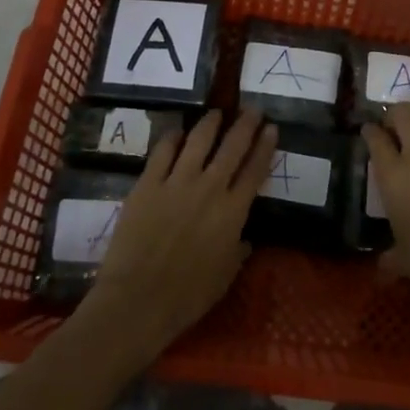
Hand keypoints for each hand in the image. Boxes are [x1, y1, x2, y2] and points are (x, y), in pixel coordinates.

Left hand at [78, 109, 275, 366]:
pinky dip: (172, 138)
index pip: (255, 170)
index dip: (265, 147)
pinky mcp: (147, 184)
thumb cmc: (187, 296)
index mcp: (233, 212)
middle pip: (232, 148)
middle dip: (245, 125)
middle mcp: (209, 188)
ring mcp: (176, 183)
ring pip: (198, 141)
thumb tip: (245, 239)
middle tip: (252, 109)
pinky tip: (177, 131)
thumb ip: (237, 252)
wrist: (138, 300)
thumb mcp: (224, 277)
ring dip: (210, 124)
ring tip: (216, 112)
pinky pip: (162, 152)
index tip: (272, 128)